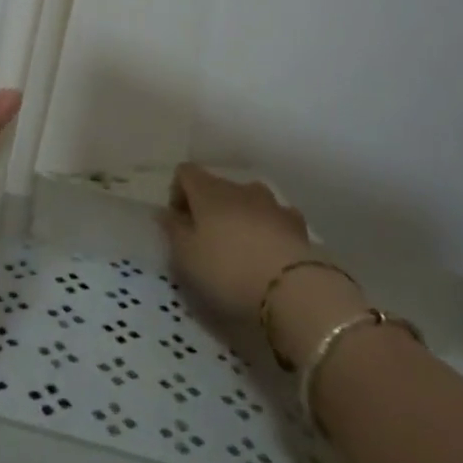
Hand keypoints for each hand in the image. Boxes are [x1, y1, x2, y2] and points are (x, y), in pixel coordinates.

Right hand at [160, 165, 318, 324]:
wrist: (293, 289)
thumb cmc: (227, 271)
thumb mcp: (186, 257)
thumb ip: (173, 230)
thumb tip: (165, 212)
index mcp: (208, 191)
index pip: (185, 172)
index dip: (178, 193)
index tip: (178, 223)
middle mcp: (240, 188)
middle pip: (218, 186)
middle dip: (209, 207)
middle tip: (206, 242)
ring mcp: (272, 204)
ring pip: (248, 200)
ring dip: (240, 216)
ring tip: (240, 249)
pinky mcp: (297, 225)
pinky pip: (275, 218)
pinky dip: (268, 229)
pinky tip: (269, 254)